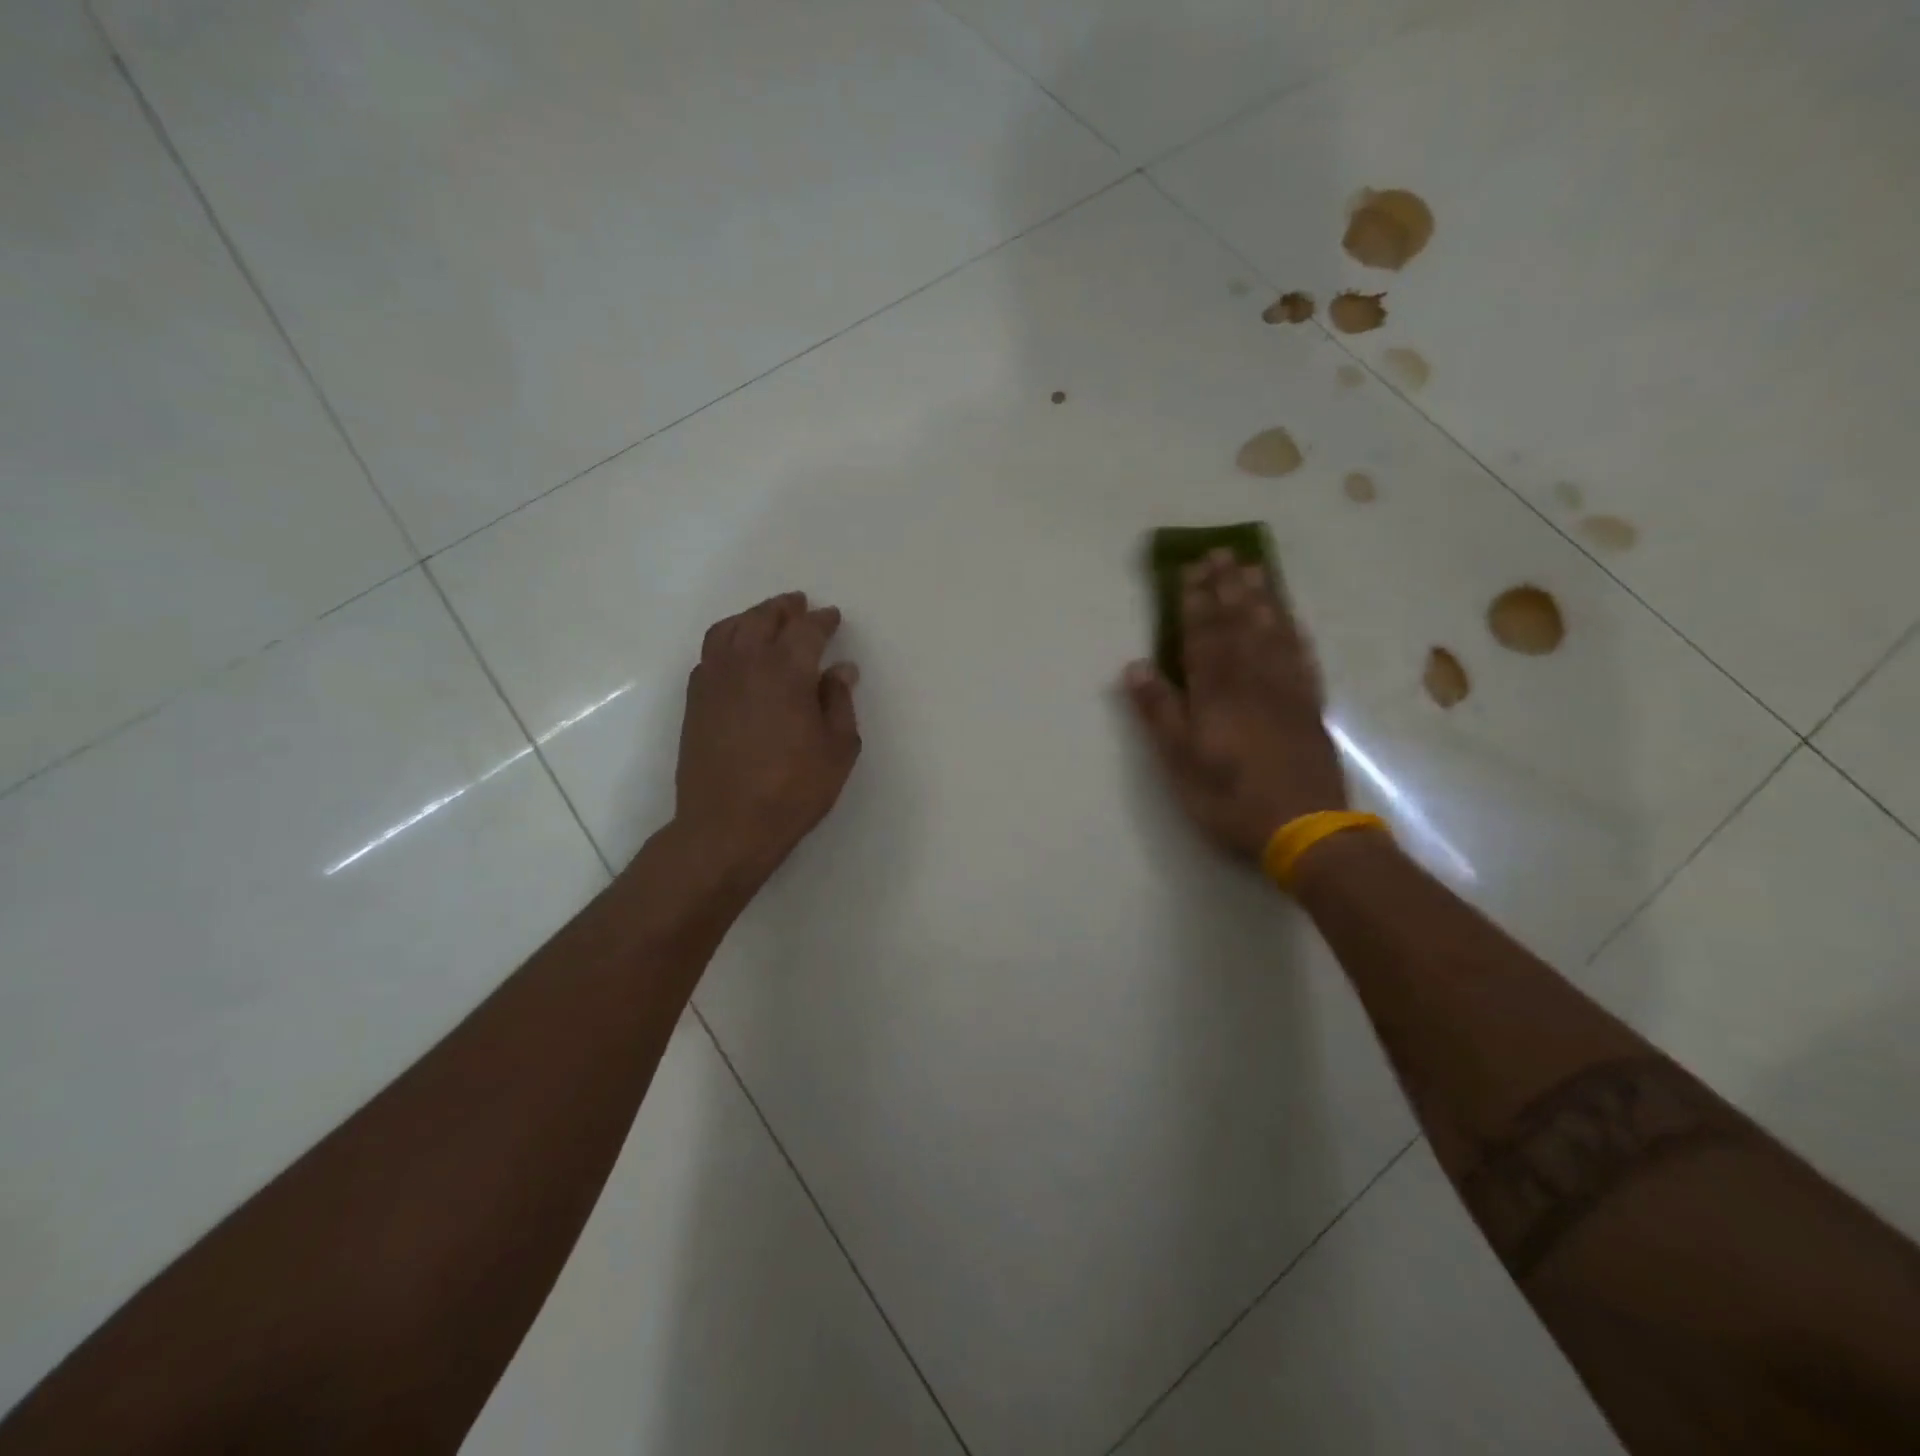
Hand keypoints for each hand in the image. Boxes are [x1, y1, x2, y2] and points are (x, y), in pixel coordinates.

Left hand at [674, 592, 861, 885]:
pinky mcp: (695, 700)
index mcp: (786, 670)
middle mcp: (746, 663)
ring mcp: (714, 679)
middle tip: (798, 604)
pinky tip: (737, 654)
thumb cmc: (793, 789)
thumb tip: (841, 669)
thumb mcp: (838, 749)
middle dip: (784, 608)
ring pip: (729, 629)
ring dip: (751, 617)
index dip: (821, 620)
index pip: (806, 630)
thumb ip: (839, 702)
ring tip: (765, 620)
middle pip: (763, 618)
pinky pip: (710, 653)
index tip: (832, 617)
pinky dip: (728, 641)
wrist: (726, 825)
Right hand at [1124, 550, 1347, 860]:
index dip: (1195, 600)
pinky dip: (1295, 632)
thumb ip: (1159, 712)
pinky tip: (1291, 619)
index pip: (1202, 635)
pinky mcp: (1311, 707)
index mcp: (1216, 691)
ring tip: (1255, 568)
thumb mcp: (1180, 762)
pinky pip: (1302, 656)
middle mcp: (1253, 679)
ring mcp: (1287, 690)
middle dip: (1227, 587)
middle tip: (1222, 552)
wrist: (1305, 827)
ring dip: (1262, 598)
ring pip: (1273, 632)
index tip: (1190, 568)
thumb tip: (1136, 666)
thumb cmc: (1230, 798)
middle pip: (1239, 623)